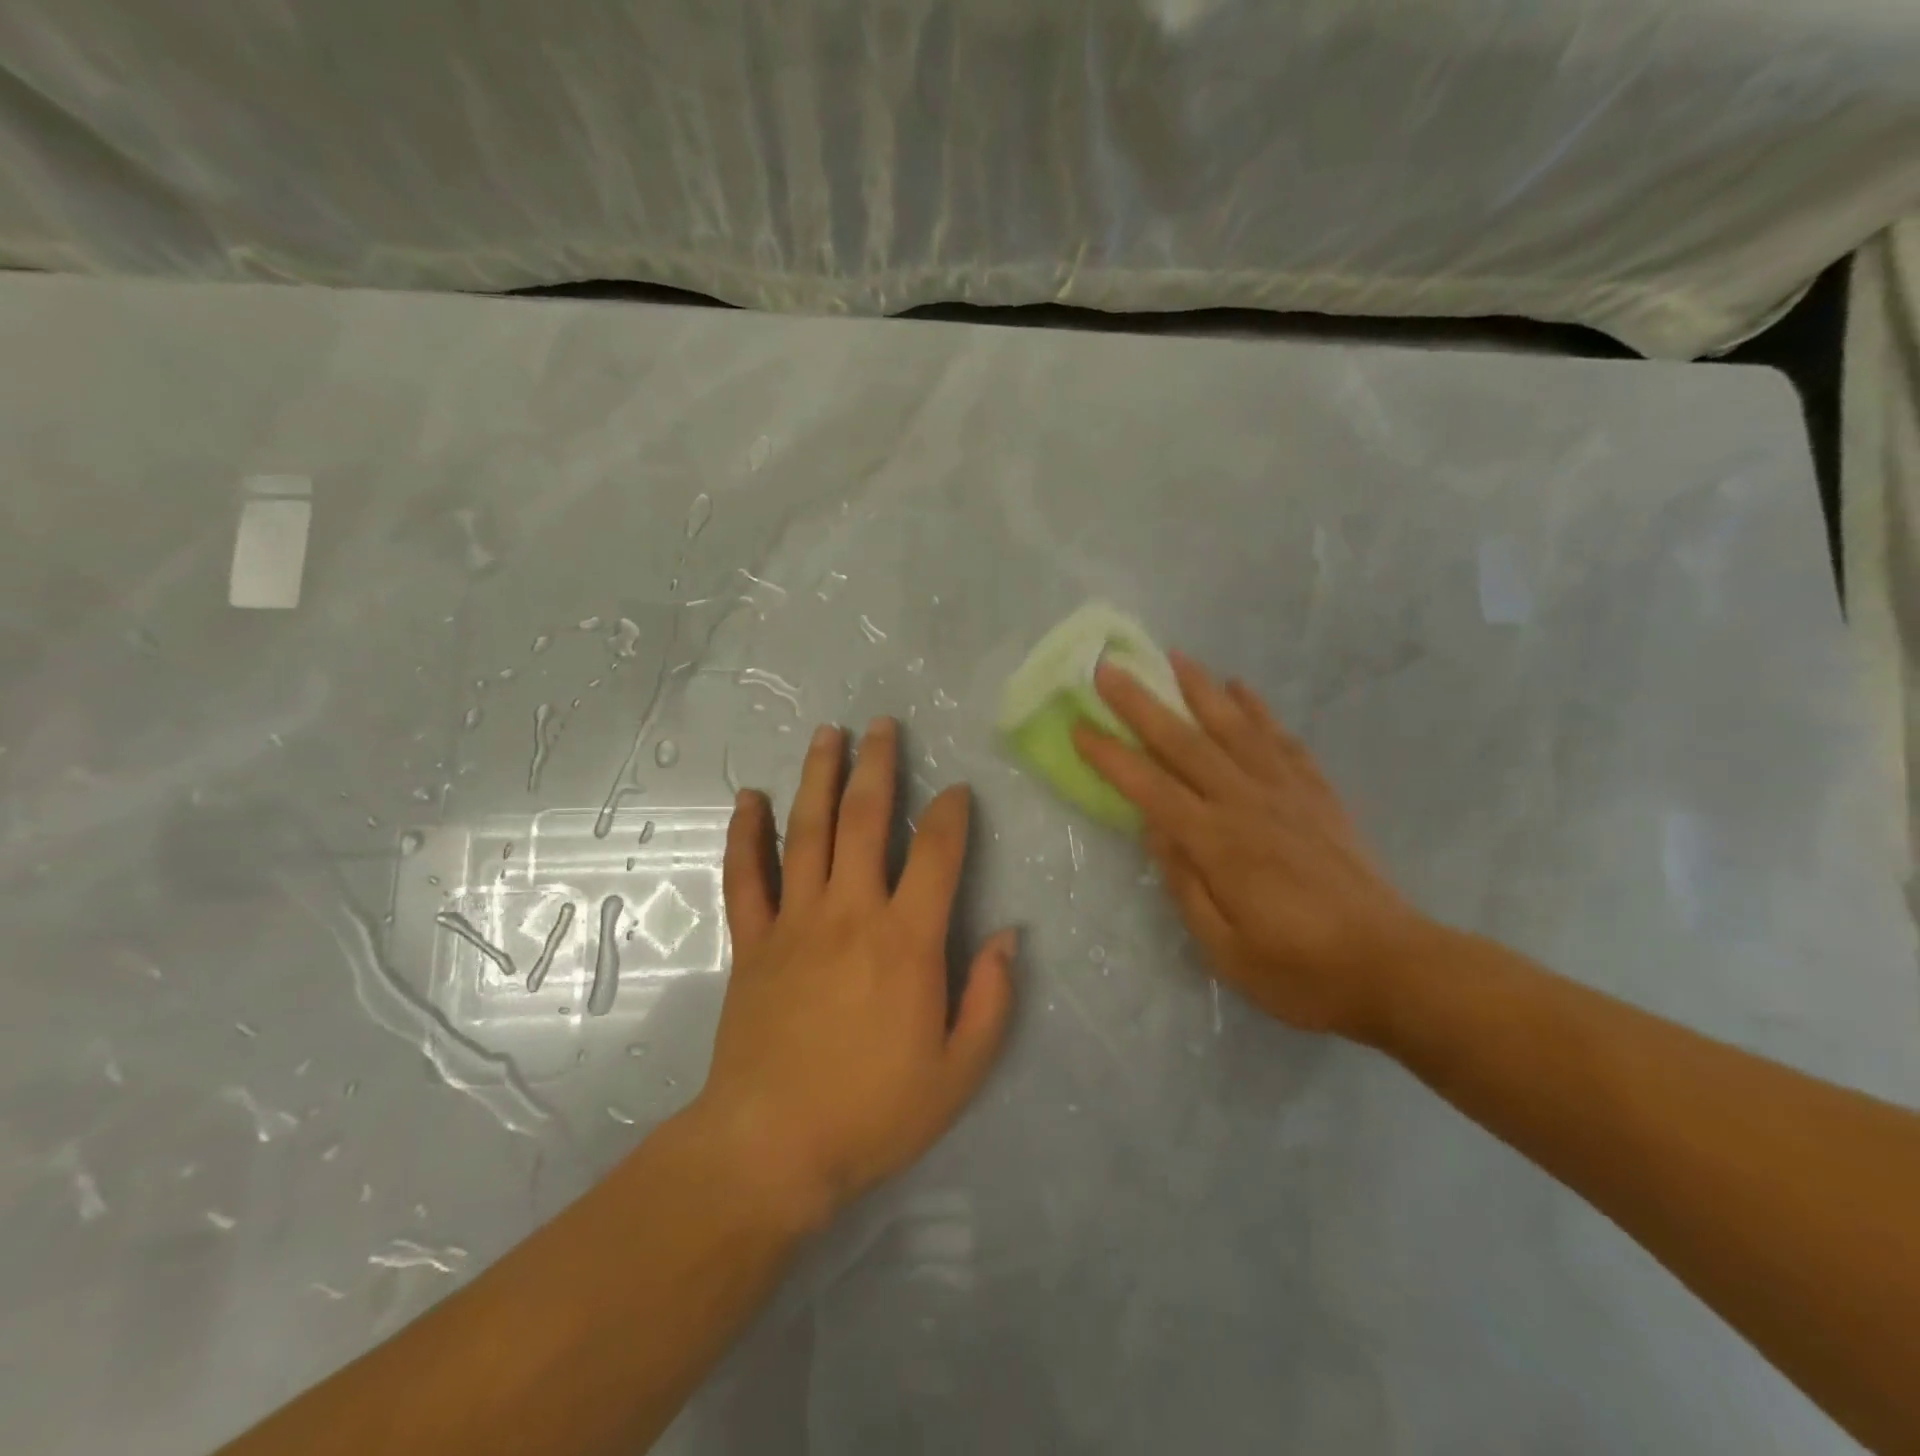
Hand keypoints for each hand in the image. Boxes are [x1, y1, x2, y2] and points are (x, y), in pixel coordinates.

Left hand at [690, 718, 1016, 1226]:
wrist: (771, 1149)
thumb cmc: (874, 1112)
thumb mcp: (959, 1071)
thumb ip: (991, 999)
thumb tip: (1010, 935)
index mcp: (907, 940)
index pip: (936, 853)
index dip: (951, 813)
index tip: (957, 790)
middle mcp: (851, 913)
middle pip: (865, 820)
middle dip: (878, 766)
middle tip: (883, 725)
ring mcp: (794, 922)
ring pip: (806, 832)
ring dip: (817, 778)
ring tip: (827, 735)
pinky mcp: (752, 942)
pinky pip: (746, 877)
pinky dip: (746, 835)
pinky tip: (749, 798)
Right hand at [1073, 654, 1433, 1040]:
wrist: (1396, 967)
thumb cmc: (1301, 971)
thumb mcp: (1226, 950)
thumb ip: (1186, 884)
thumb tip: (1155, 829)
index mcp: (1218, 843)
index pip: (1151, 788)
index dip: (1111, 757)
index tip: (1080, 727)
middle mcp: (1248, 803)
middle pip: (1185, 743)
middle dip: (1142, 704)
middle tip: (1110, 669)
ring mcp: (1288, 793)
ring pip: (1235, 728)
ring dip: (1201, 689)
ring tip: (1175, 657)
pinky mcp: (1319, 796)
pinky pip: (1282, 741)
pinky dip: (1259, 711)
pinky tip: (1242, 690)